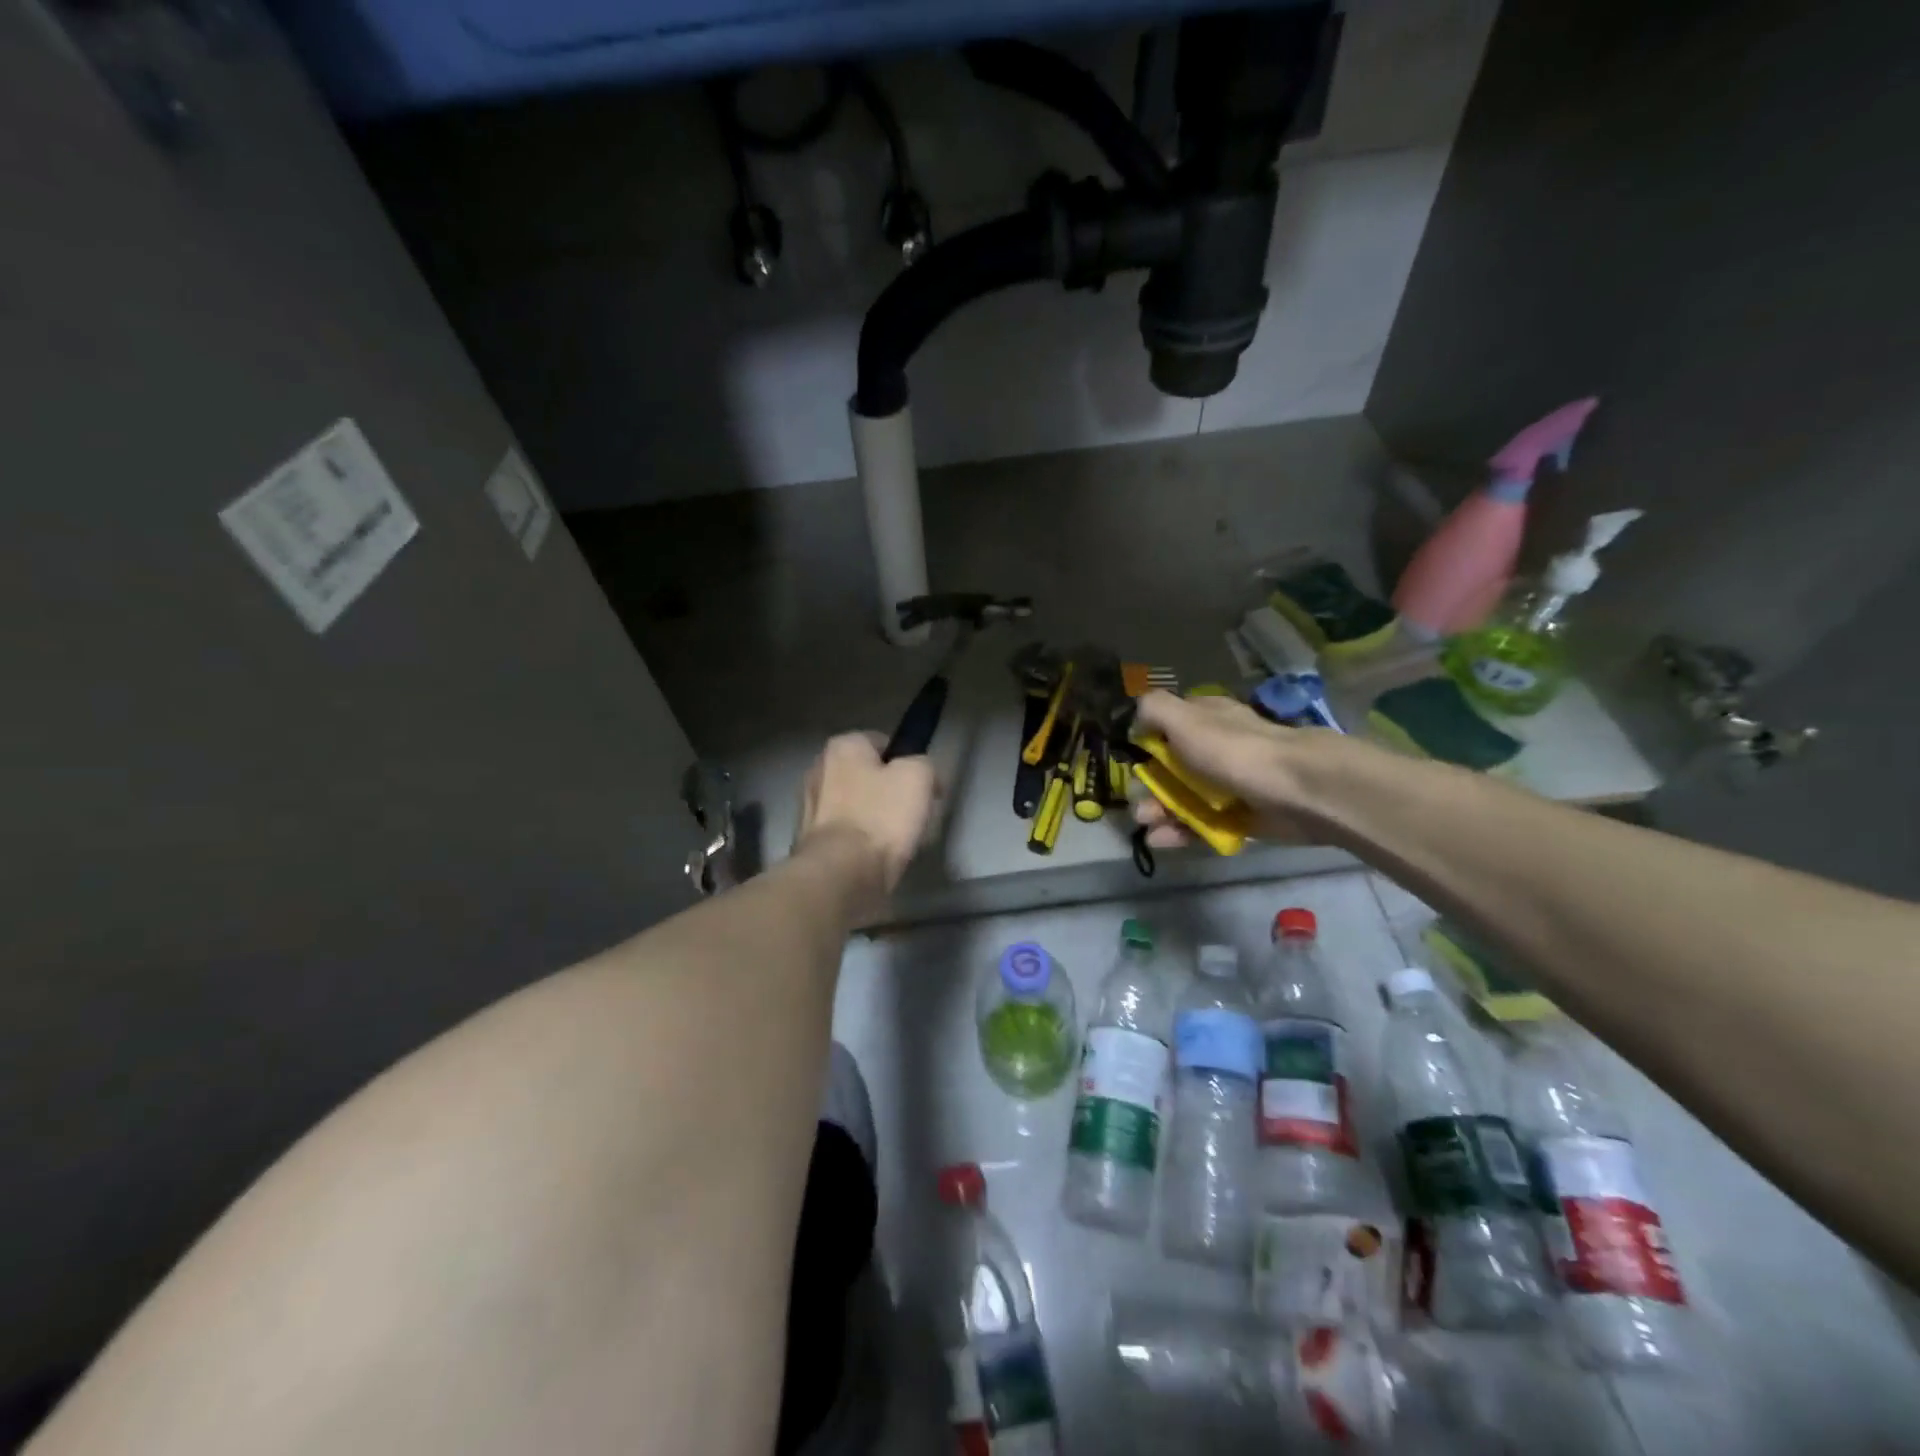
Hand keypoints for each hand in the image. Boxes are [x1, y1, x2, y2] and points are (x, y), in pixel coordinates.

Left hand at [792, 733, 937, 906]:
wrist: (841, 875)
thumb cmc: (880, 817)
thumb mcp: (918, 777)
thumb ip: (922, 763)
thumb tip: (918, 773)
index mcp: (842, 747)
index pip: (883, 743)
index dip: (908, 761)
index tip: (924, 786)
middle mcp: (818, 768)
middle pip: (868, 775)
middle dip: (891, 791)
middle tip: (915, 813)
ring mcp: (809, 806)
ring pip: (857, 805)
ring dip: (876, 818)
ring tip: (898, 840)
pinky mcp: (810, 839)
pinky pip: (846, 832)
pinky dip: (861, 841)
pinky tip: (877, 856)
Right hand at [1131, 690, 1331, 848]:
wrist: (1299, 790)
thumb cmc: (1234, 750)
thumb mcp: (1184, 719)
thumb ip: (1154, 709)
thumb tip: (1136, 718)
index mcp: (1206, 719)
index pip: (1168, 726)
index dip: (1146, 744)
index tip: (1132, 763)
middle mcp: (1217, 748)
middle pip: (1172, 768)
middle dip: (1150, 787)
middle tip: (1138, 805)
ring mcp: (1230, 784)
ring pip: (1185, 799)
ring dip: (1160, 813)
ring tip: (1147, 827)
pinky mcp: (1241, 817)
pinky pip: (1203, 825)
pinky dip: (1181, 833)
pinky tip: (1162, 840)